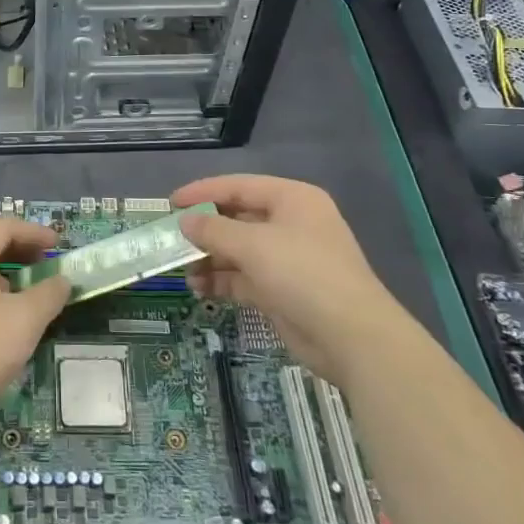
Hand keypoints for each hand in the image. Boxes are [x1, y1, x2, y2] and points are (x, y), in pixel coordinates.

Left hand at [0, 218, 69, 434]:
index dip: (35, 233)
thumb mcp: (25, 319)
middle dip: (24, 253)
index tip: (60, 245)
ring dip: (11, 275)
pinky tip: (12, 317)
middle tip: (51, 266)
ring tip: (36, 293)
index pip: (3, 228)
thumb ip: (49, 293)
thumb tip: (62, 280)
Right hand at [172, 175, 397, 378]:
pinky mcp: (283, 290)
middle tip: (171, 238)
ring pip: (238, 250)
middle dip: (205, 230)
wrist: (351, 337)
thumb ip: (213, 230)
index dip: (203, 192)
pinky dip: (222, 280)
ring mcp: (288, 259)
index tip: (171, 203)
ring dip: (210, 258)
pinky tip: (199, 288)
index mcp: (291, 199)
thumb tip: (185, 221)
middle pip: (238, 218)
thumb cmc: (302, 274)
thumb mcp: (252, 245)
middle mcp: (290, 224)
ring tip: (182, 269)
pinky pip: (244, 277)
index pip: (239, 186)